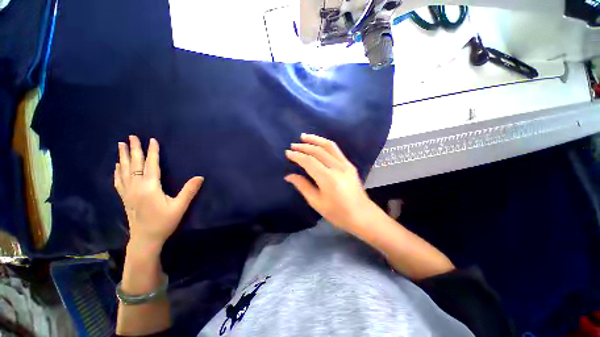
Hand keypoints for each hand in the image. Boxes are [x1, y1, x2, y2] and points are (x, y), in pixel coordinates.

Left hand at [114, 135, 203, 251]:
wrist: (145, 239)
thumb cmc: (164, 222)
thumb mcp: (180, 207)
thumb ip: (189, 191)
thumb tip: (200, 177)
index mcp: (149, 188)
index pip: (151, 165)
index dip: (152, 152)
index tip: (151, 140)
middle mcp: (136, 187)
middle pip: (134, 165)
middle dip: (134, 150)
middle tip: (131, 137)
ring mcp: (128, 193)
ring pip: (124, 171)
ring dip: (123, 157)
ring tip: (120, 145)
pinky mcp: (125, 198)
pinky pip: (119, 181)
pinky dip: (118, 171)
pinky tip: (117, 166)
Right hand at [284, 134, 376, 232]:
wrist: (362, 215)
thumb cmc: (338, 213)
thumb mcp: (317, 203)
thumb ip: (303, 186)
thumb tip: (289, 176)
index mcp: (328, 179)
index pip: (309, 162)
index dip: (297, 156)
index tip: (288, 153)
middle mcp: (338, 168)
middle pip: (318, 151)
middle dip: (304, 146)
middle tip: (293, 145)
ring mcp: (346, 164)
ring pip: (328, 146)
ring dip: (315, 139)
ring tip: (304, 136)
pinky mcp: (350, 164)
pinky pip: (336, 150)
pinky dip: (325, 144)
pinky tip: (318, 143)